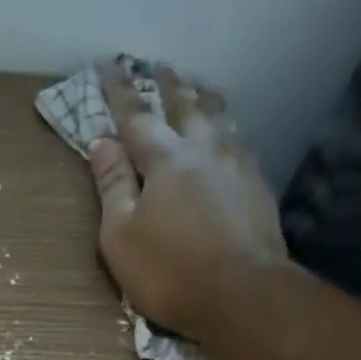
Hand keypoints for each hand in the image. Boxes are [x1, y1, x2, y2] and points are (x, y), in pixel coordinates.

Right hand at [90, 62, 287, 342]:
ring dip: (205, 102)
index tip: (108, 66)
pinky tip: (230, 140)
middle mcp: (203, 149)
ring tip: (200, 92)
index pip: (135, 116)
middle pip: (184, 106)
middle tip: (160, 66)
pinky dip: (228, 134)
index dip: (119, 91)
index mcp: (163, 158)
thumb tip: (101, 143)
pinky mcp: (259, 188)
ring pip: (219, 119)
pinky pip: (240, 145)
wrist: (243, 294)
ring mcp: (237, 165)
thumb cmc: (170, 272)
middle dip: (168, 85)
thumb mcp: (121, 237)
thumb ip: (112, 187)